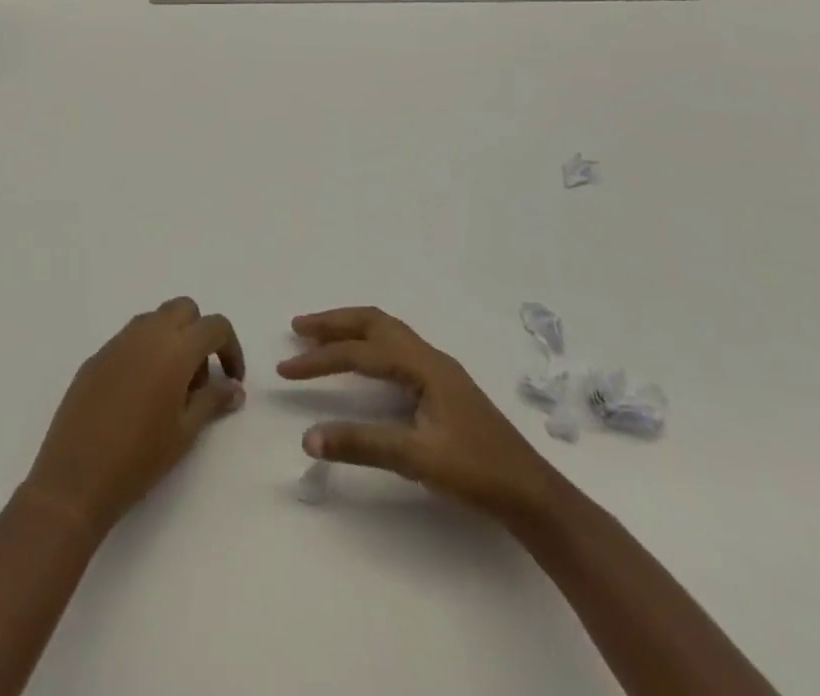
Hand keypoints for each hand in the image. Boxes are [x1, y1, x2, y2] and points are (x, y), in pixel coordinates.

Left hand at [23, 297, 244, 536]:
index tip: (232, 380)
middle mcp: (147, 333)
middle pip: (184, 310)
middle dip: (199, 334)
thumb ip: (213, 401)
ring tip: (170, 390)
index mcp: (175, 348)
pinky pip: (130, 340)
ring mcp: (118, 341)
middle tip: (199, 381)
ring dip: (171, 340)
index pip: (214, 325)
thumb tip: (235, 388)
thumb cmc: (139, 458)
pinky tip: (138, 396)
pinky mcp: (97, 355)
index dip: (231, 348)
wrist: (76, 477)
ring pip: (155, 320)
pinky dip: (145, 353)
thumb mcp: (185, 432)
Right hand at [278, 305, 553, 517]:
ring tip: (319, 336)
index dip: (320, 359)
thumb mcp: (417, 460)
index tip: (285, 369)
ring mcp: (438, 369)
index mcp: (422, 365)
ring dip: (350, 329)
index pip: (359, 352)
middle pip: (373, 322)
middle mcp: (428, 356)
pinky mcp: (442, 385)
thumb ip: (362, 445)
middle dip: (333, 323)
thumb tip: (308, 437)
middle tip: (298, 328)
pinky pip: (395, 346)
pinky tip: (362, 360)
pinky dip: (368, 343)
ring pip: (386, 331)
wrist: (534, 495)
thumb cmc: (477, 473)